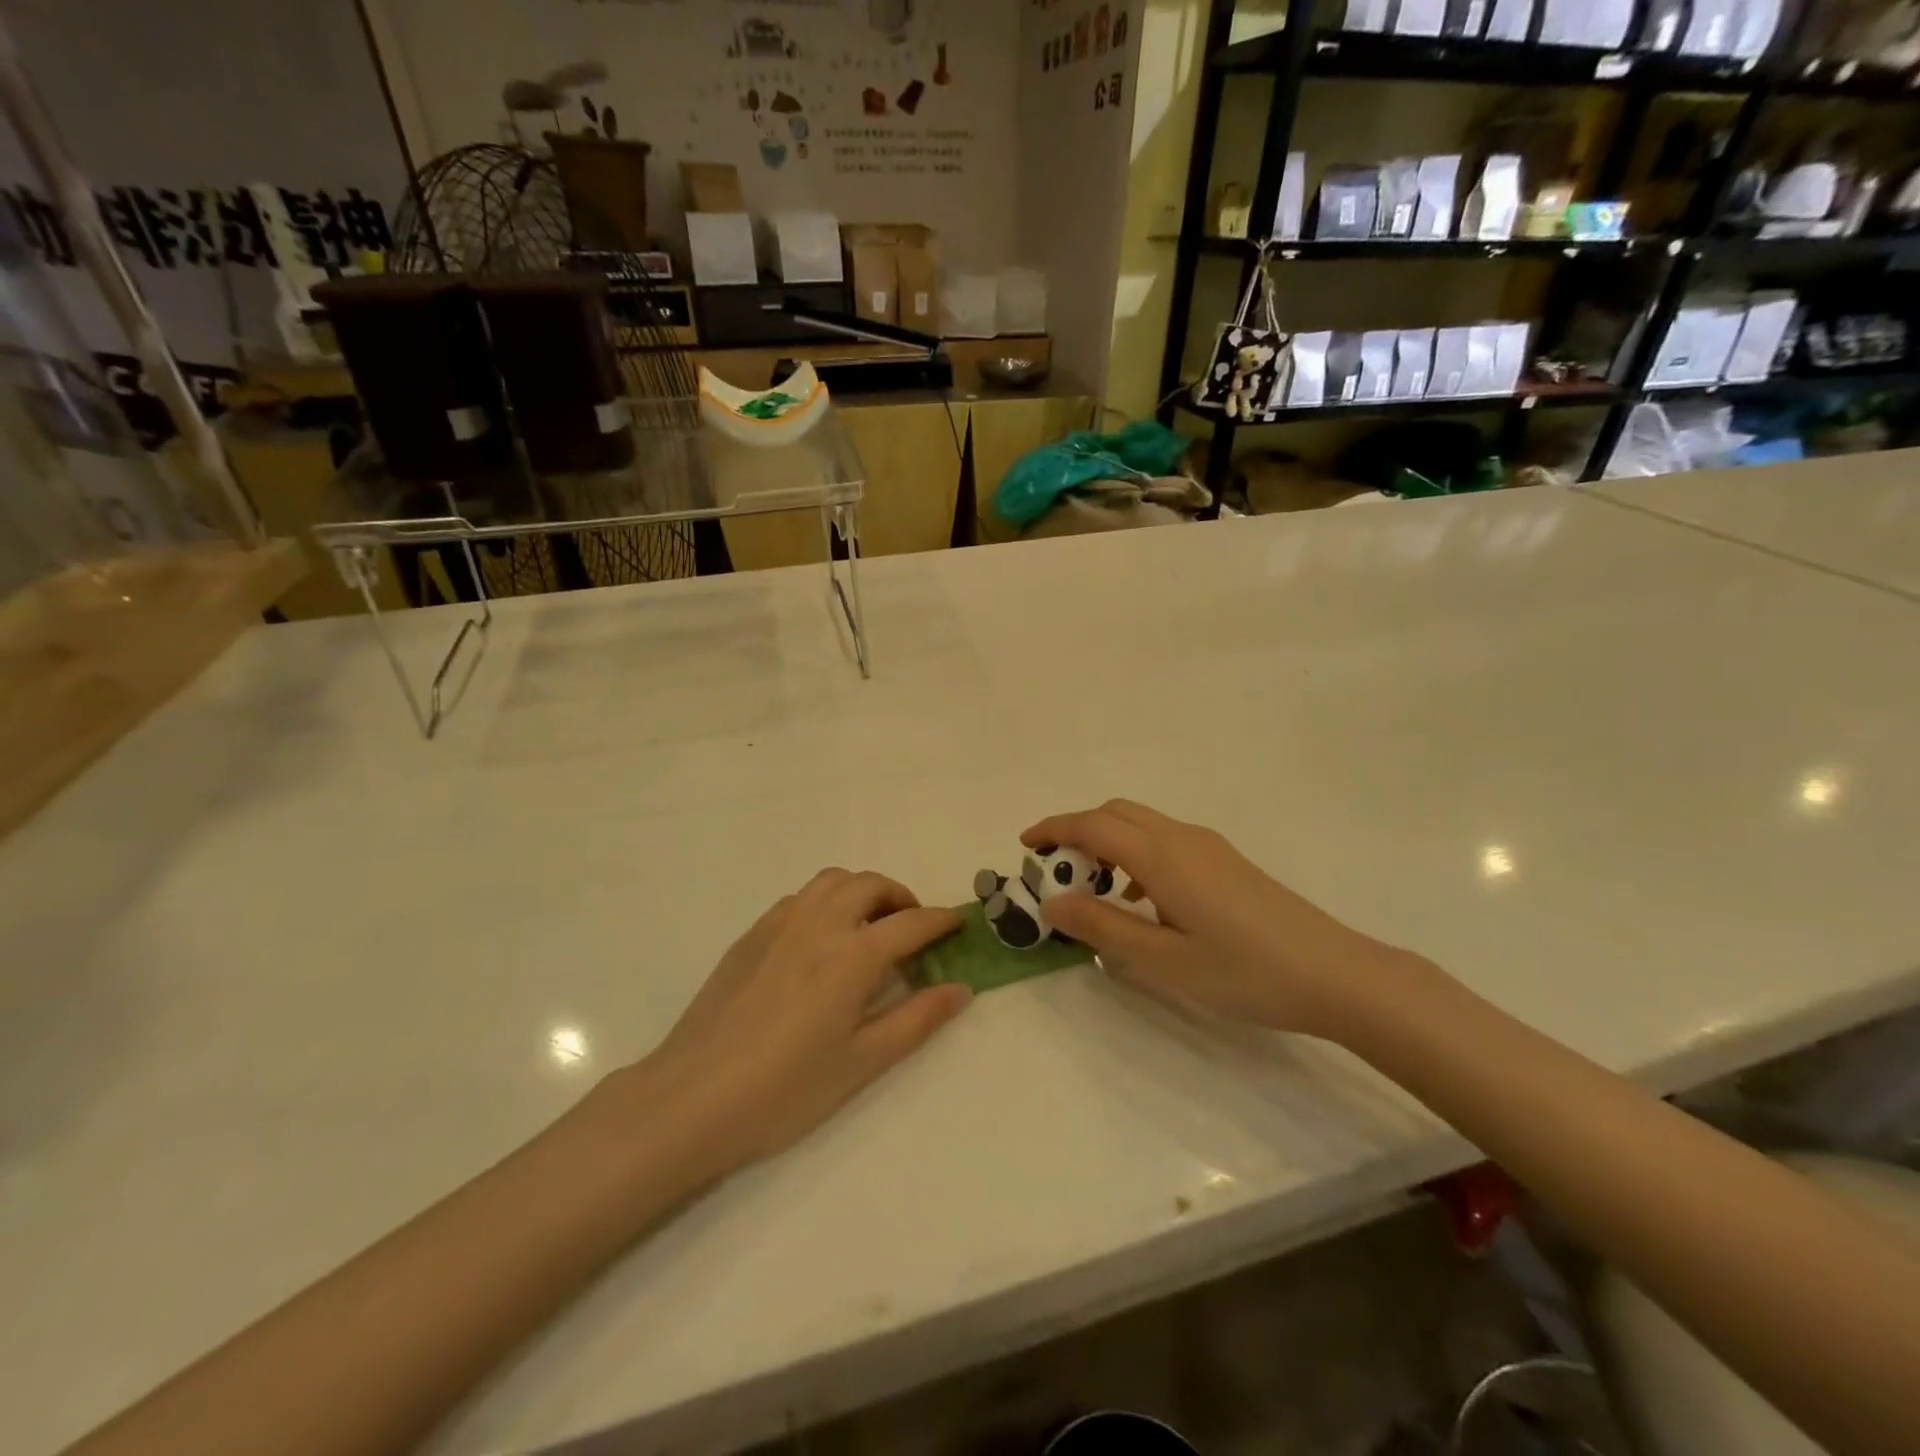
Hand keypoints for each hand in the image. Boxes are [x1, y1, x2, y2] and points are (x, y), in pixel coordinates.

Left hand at [634, 870, 969, 1177]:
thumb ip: (917, 1020)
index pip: (910, 923)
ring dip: (862, 890)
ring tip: (870, 925)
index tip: (959, 923)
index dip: (941, 920)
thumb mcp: (863, 1062)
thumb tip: (960, 988)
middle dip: (901, 897)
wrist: (693, 1098)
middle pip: (870, 884)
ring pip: (832, 881)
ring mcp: (780, 924)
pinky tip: (822, 939)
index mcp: (852, 955)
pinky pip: (800, 897)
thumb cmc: (786, 1089)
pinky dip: (826, 901)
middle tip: (912, 928)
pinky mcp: (751, 935)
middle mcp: (819, 924)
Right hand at [1023, 800, 1413, 1041]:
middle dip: (1077, 831)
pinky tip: (1142, 903)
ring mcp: (1208, 846)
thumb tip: (1053, 903)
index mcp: (1162, 855)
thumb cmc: (1244, 971)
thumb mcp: (1164, 960)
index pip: (1092, 825)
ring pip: (1142, 825)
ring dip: (1107, 843)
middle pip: (1115, 813)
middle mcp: (1182, 837)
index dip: (1053, 830)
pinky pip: (1164, 842)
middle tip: (1054, 871)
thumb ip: (1103, 927)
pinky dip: (1135, 855)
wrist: (1335, 973)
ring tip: (1093, 890)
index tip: (1024, 846)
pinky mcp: (1225, 861)